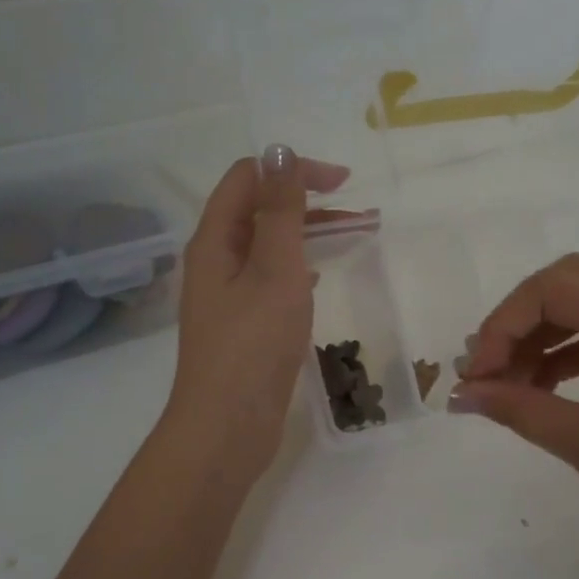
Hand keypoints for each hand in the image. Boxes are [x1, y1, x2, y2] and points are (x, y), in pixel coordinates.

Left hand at [164, 144, 350, 482]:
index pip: (249, 179)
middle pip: (261, 211)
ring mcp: (229, 296)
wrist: (227, 426)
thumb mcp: (274, 270)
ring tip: (356, 238)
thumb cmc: (252, 345)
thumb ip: (280, 211)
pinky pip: (272, 280)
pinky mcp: (244, 326)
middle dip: (309, 203)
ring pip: (271, 247)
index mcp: (215, 240)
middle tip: (363, 214)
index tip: (344, 184)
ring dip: (310, 235)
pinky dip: (300, 268)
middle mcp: (216, 262)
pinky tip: (320, 277)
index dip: (293, 170)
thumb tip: (280, 151)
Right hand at [451, 253, 578, 578]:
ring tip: (508, 386)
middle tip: (489, 367)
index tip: (476, 375)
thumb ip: (518, 408)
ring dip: (540, 339)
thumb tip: (460, 394)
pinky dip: (565, 358)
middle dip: (520, 321)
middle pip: (570, 284)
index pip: (554, 289)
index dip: (503, 324)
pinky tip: (541, 392)